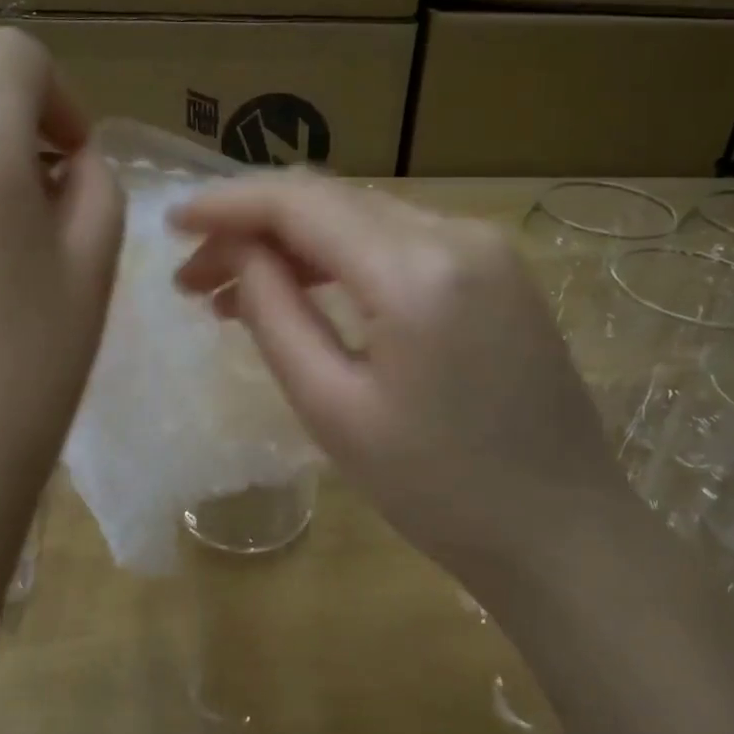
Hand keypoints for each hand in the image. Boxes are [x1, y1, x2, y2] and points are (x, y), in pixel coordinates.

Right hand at [172, 172, 632, 600]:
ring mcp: (486, 246)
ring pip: (362, 218)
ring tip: (232, 292)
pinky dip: (342, 259)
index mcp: (416, 270)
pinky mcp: (496, 269)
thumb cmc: (438, 490)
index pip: (300, 203)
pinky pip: (399, 242)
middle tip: (193, 278)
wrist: (562, 532)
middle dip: (253, 229)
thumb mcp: (332, 408)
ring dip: (294, 244)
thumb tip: (238, 253)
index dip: (227, 205)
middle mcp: (457, 232)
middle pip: (330, 201)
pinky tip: (303, 291)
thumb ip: (275, 315)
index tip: (171, 223)